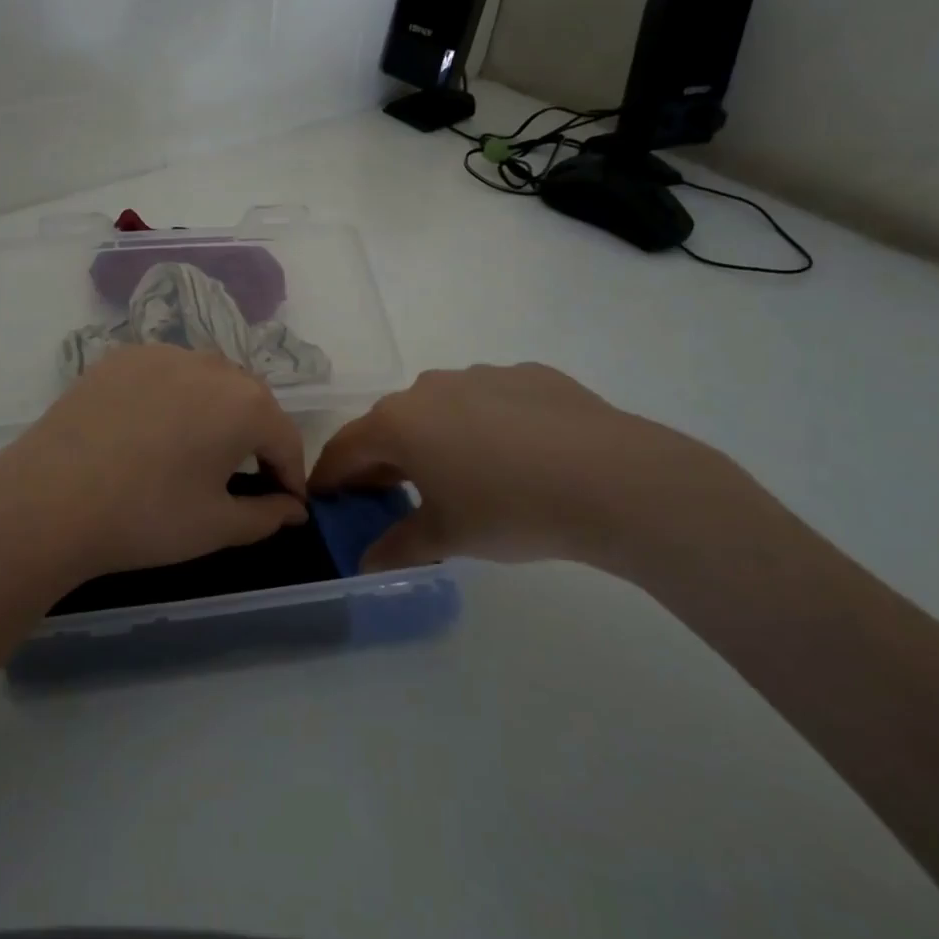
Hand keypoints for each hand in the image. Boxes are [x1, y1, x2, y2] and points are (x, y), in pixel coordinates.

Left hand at [0, 345, 309, 585]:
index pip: (285, 437)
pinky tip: (153, 429)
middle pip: (250, 400)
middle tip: (246, 478)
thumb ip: (267, 515)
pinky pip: (165, 373)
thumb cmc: (147, 517)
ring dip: (216, 411)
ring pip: (207, 380)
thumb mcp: (216, 525)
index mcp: (245, 403)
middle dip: (256, 438)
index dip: (290, 474)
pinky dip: (174, 397)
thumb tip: (293, 509)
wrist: (50, 499)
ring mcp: (161, 354)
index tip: (287, 504)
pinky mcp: (121, 357)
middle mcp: (210, 364)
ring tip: (199, 449)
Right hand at [309, 363, 759, 574]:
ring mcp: (480, 374)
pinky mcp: (527, 374)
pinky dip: (484, 424)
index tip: (326, 498)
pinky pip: (488, 400)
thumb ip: (398, 547)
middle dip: (382, 459)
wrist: (612, 479)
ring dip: (434, 438)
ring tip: (460, 475)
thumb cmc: (510, 509)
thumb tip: (365, 564)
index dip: (331, 476)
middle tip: (389, 494)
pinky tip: (516, 456)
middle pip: (390, 424)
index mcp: (399, 422)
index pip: (345, 448)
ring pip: (440, 408)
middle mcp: (429, 387)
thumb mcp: (447, 537)